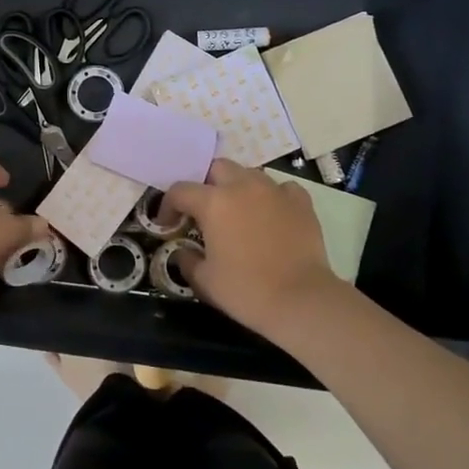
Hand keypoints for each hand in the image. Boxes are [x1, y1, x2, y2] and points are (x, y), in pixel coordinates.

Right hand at [163, 159, 338, 339]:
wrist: (300, 300)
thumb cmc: (245, 290)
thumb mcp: (204, 280)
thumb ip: (187, 260)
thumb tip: (182, 252)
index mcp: (213, 202)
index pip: (180, 191)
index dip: (168, 206)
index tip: (168, 224)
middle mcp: (242, 186)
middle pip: (217, 168)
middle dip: (206, 185)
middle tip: (205, 211)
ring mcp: (274, 191)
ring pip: (249, 174)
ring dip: (238, 187)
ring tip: (239, 212)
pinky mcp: (300, 202)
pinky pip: (282, 188)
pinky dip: (272, 197)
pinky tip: (272, 214)